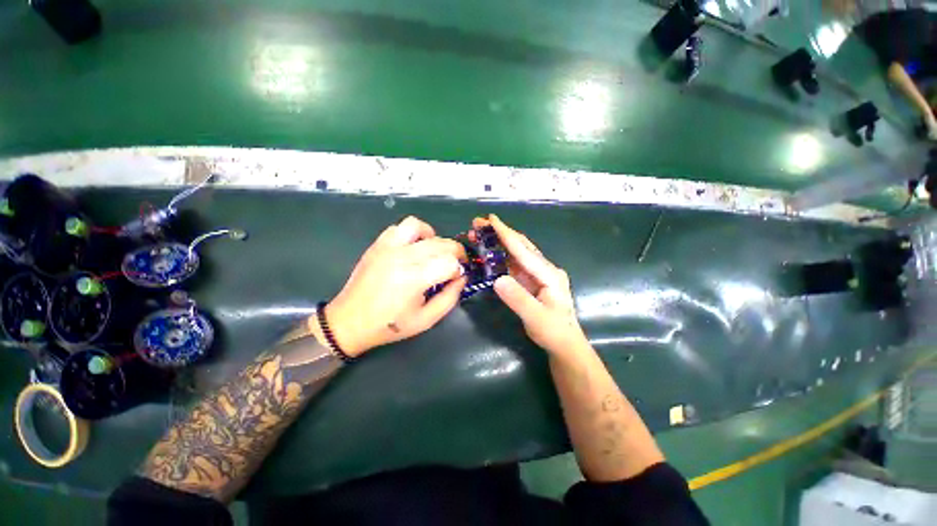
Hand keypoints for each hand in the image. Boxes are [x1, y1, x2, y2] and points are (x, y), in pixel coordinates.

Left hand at [312, 216, 466, 356]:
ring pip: (419, 227)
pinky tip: (415, 247)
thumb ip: (450, 297)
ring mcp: (387, 248)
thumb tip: (462, 277)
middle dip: (455, 253)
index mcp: (414, 279)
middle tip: (454, 266)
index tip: (457, 278)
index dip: (460, 269)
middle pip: (441, 243)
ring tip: (435, 252)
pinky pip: (399, 227)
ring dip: (434, 237)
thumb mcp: (427, 320)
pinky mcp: (378, 245)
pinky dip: (413, 233)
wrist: (349, 321)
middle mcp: (402, 257)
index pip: (450, 262)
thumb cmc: (390, 325)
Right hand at [473, 214, 588, 355]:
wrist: (565, 344)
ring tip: (481, 234)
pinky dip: (502, 256)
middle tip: (480, 223)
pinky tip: (490, 252)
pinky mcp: (532, 281)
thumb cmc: (554, 332)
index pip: (524, 251)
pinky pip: (515, 264)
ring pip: (517, 253)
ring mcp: (538, 274)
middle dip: (501, 233)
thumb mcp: (536, 318)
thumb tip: (497, 279)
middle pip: (521, 246)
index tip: (491, 219)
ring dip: (499, 242)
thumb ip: (518, 299)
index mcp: (549, 274)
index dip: (506, 234)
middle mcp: (545, 269)